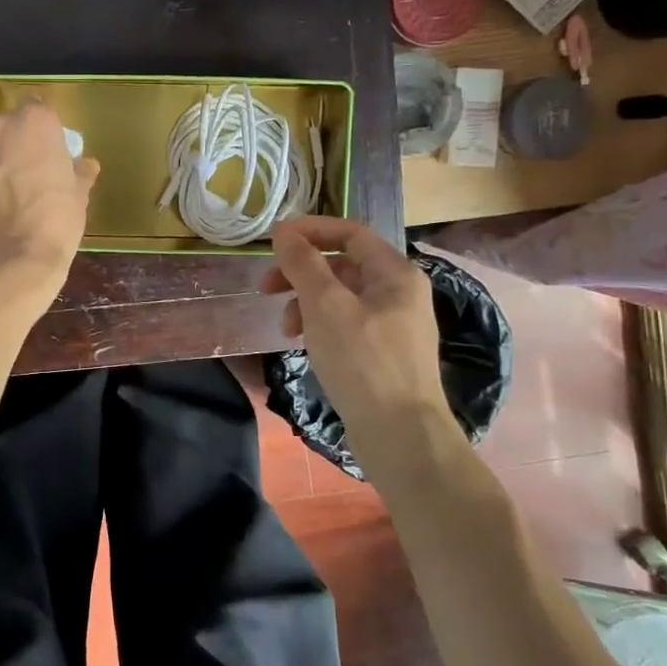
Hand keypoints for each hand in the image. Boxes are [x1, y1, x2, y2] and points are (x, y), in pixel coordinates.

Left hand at [0, 101, 98, 308]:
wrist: (9, 258)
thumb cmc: (54, 221)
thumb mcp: (78, 197)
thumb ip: (80, 174)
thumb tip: (86, 166)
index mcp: (35, 123)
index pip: (39, 109)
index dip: (43, 129)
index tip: (49, 149)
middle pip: (7, 127)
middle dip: (15, 144)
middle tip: (27, 173)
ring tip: (3, 196)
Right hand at [265, 216, 453, 433]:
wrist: (400, 436)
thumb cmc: (363, 362)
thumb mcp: (325, 306)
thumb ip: (303, 264)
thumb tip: (284, 233)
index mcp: (395, 273)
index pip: (350, 232)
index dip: (310, 230)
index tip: (273, 241)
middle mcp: (399, 292)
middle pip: (342, 264)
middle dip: (301, 271)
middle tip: (266, 287)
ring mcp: (393, 324)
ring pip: (340, 296)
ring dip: (306, 301)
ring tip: (285, 327)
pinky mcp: (383, 353)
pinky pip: (345, 322)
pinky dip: (319, 325)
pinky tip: (303, 344)